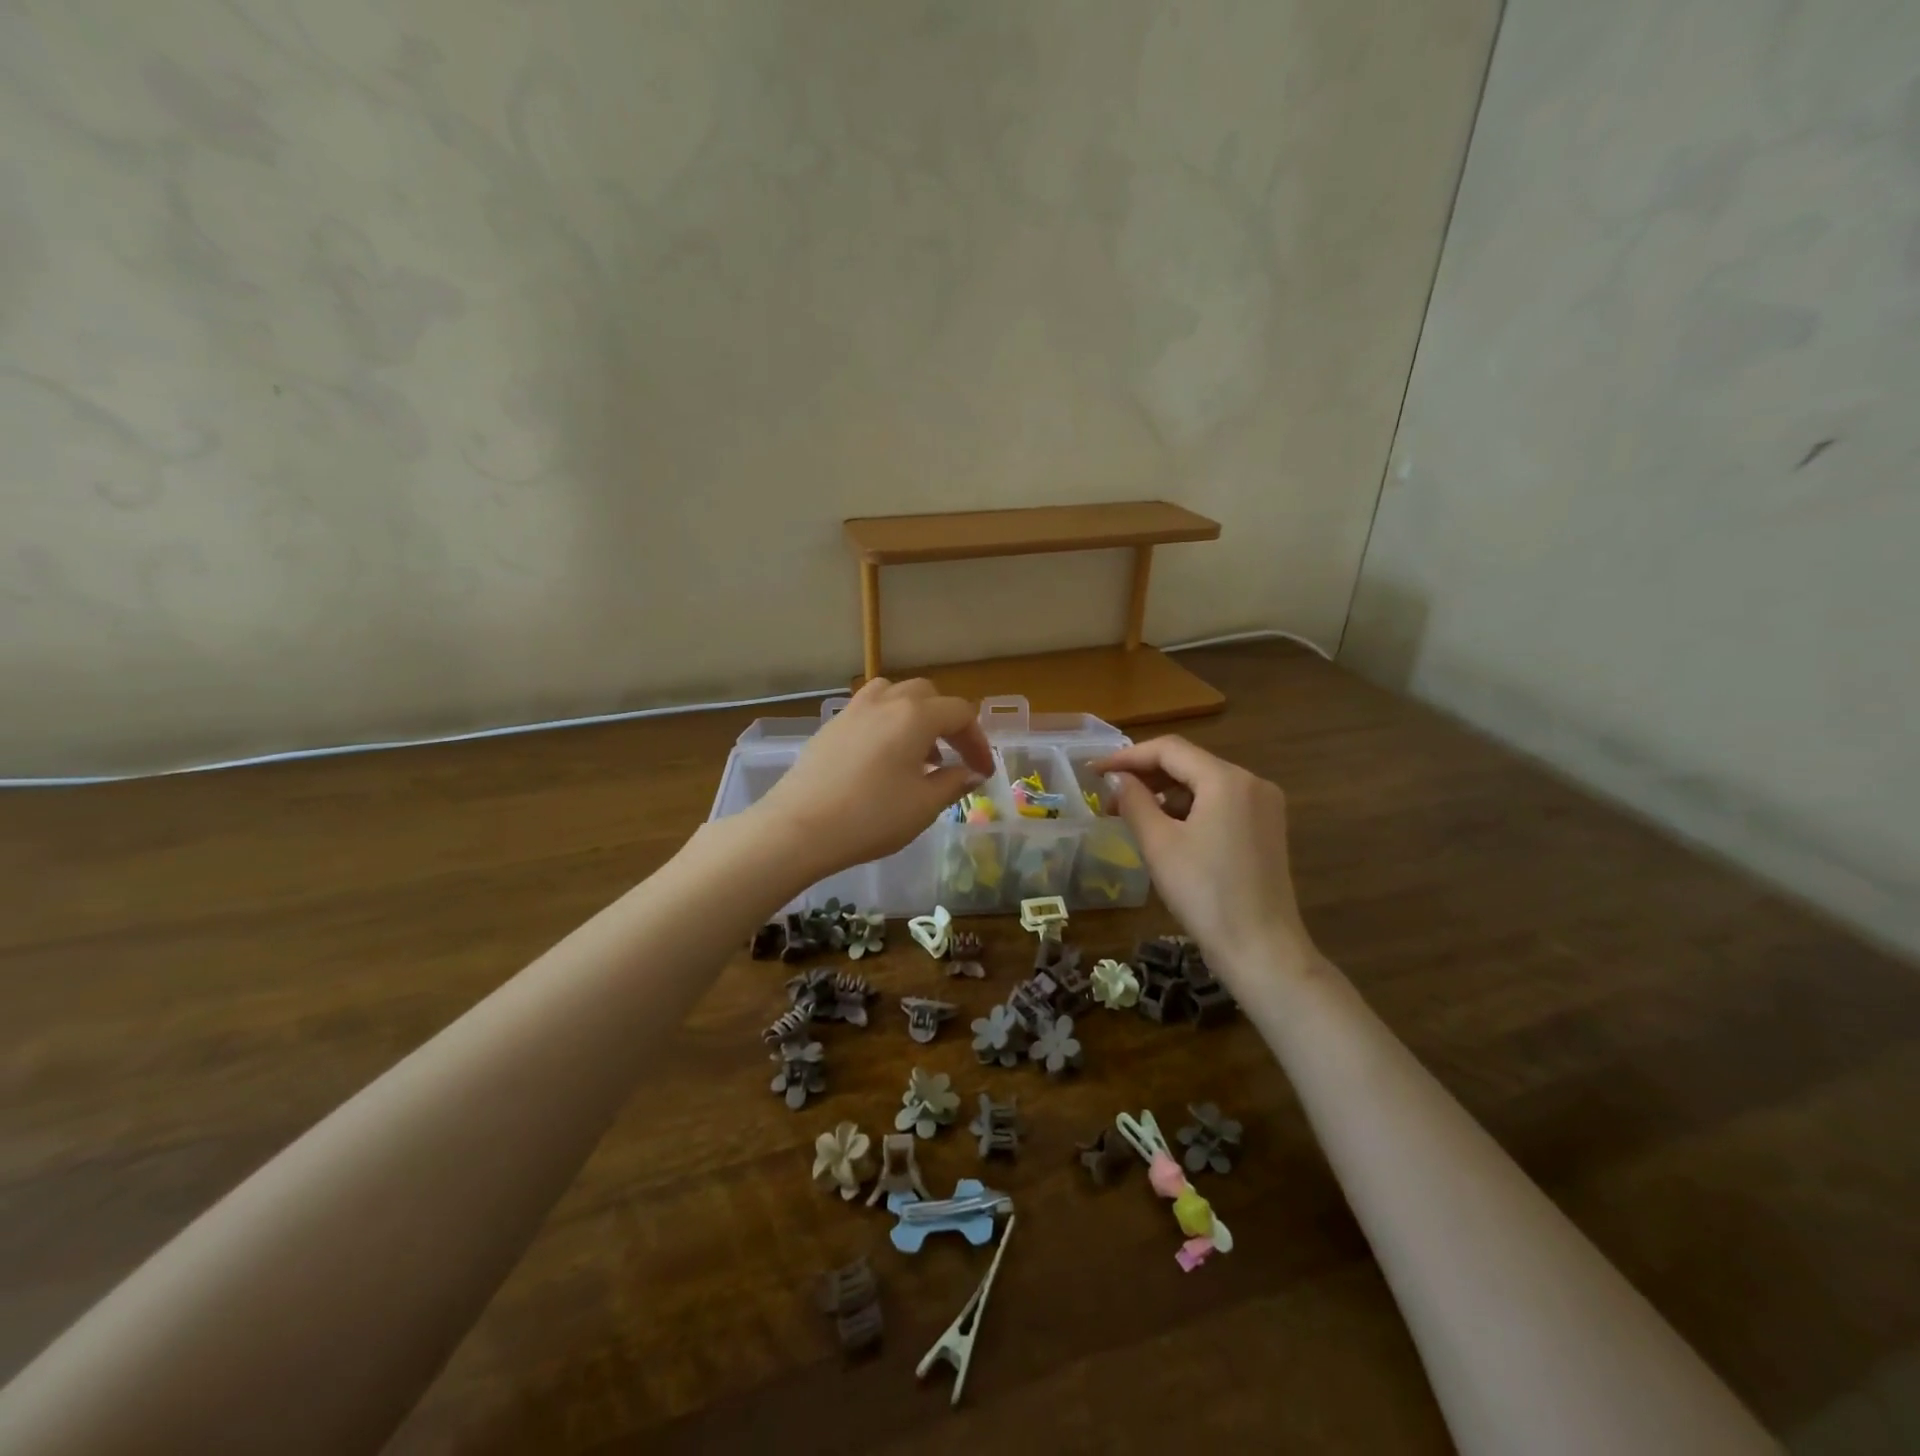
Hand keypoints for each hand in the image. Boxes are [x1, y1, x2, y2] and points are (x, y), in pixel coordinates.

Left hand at [754, 678, 994, 880]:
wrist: (799, 827)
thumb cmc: (871, 816)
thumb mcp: (924, 805)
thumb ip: (953, 783)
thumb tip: (971, 772)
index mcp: (915, 715)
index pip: (960, 714)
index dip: (978, 741)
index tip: (982, 772)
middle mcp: (885, 701)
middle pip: (928, 695)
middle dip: (948, 723)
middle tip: (954, 757)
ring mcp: (853, 710)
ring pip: (894, 695)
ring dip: (915, 716)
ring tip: (918, 754)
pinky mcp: (830, 727)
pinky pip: (869, 711)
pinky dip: (887, 724)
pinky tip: (883, 760)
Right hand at [1095, 735, 1314, 985]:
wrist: (1261, 950)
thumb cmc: (1205, 893)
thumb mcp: (1159, 844)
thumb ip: (1134, 801)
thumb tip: (1118, 779)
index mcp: (1227, 780)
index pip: (1169, 750)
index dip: (1127, 757)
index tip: (1094, 772)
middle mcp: (1251, 783)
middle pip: (1189, 764)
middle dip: (1145, 776)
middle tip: (1108, 797)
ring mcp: (1264, 806)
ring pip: (1203, 785)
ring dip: (1164, 795)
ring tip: (1130, 815)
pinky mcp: (1266, 829)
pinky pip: (1219, 804)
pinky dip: (1188, 810)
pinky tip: (1164, 830)